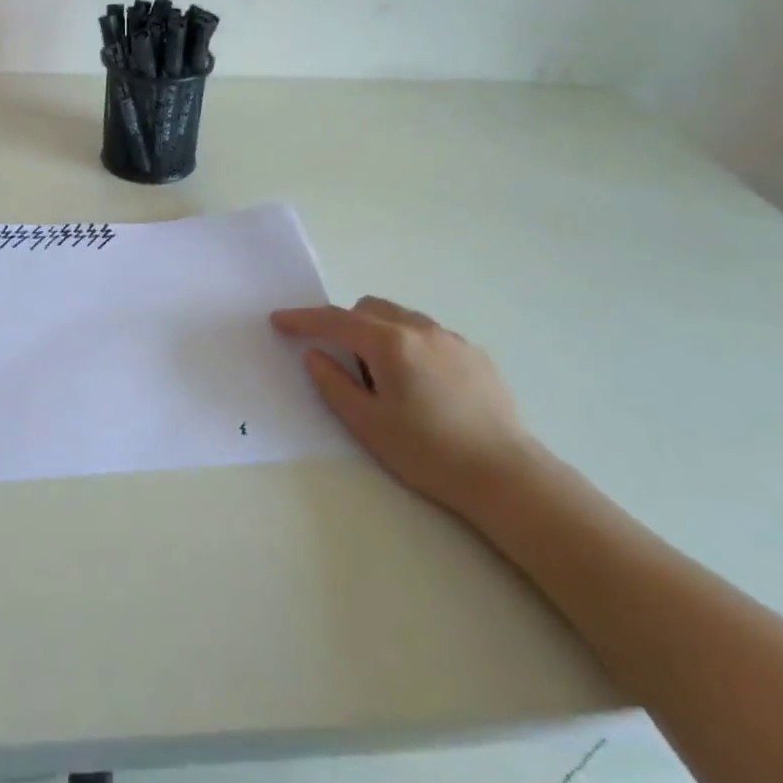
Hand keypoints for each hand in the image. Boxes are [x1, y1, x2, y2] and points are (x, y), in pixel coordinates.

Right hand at [271, 296, 535, 520]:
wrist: (504, 474)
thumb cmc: (426, 451)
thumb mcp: (367, 423)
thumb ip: (333, 383)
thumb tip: (315, 355)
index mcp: (391, 343)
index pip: (336, 320)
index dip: (304, 319)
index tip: (279, 320)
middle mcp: (421, 329)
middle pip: (370, 308)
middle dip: (346, 324)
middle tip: (344, 365)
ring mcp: (452, 339)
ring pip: (401, 318)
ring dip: (379, 333)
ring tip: (385, 380)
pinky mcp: (475, 354)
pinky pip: (428, 335)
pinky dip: (409, 345)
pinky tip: (421, 387)